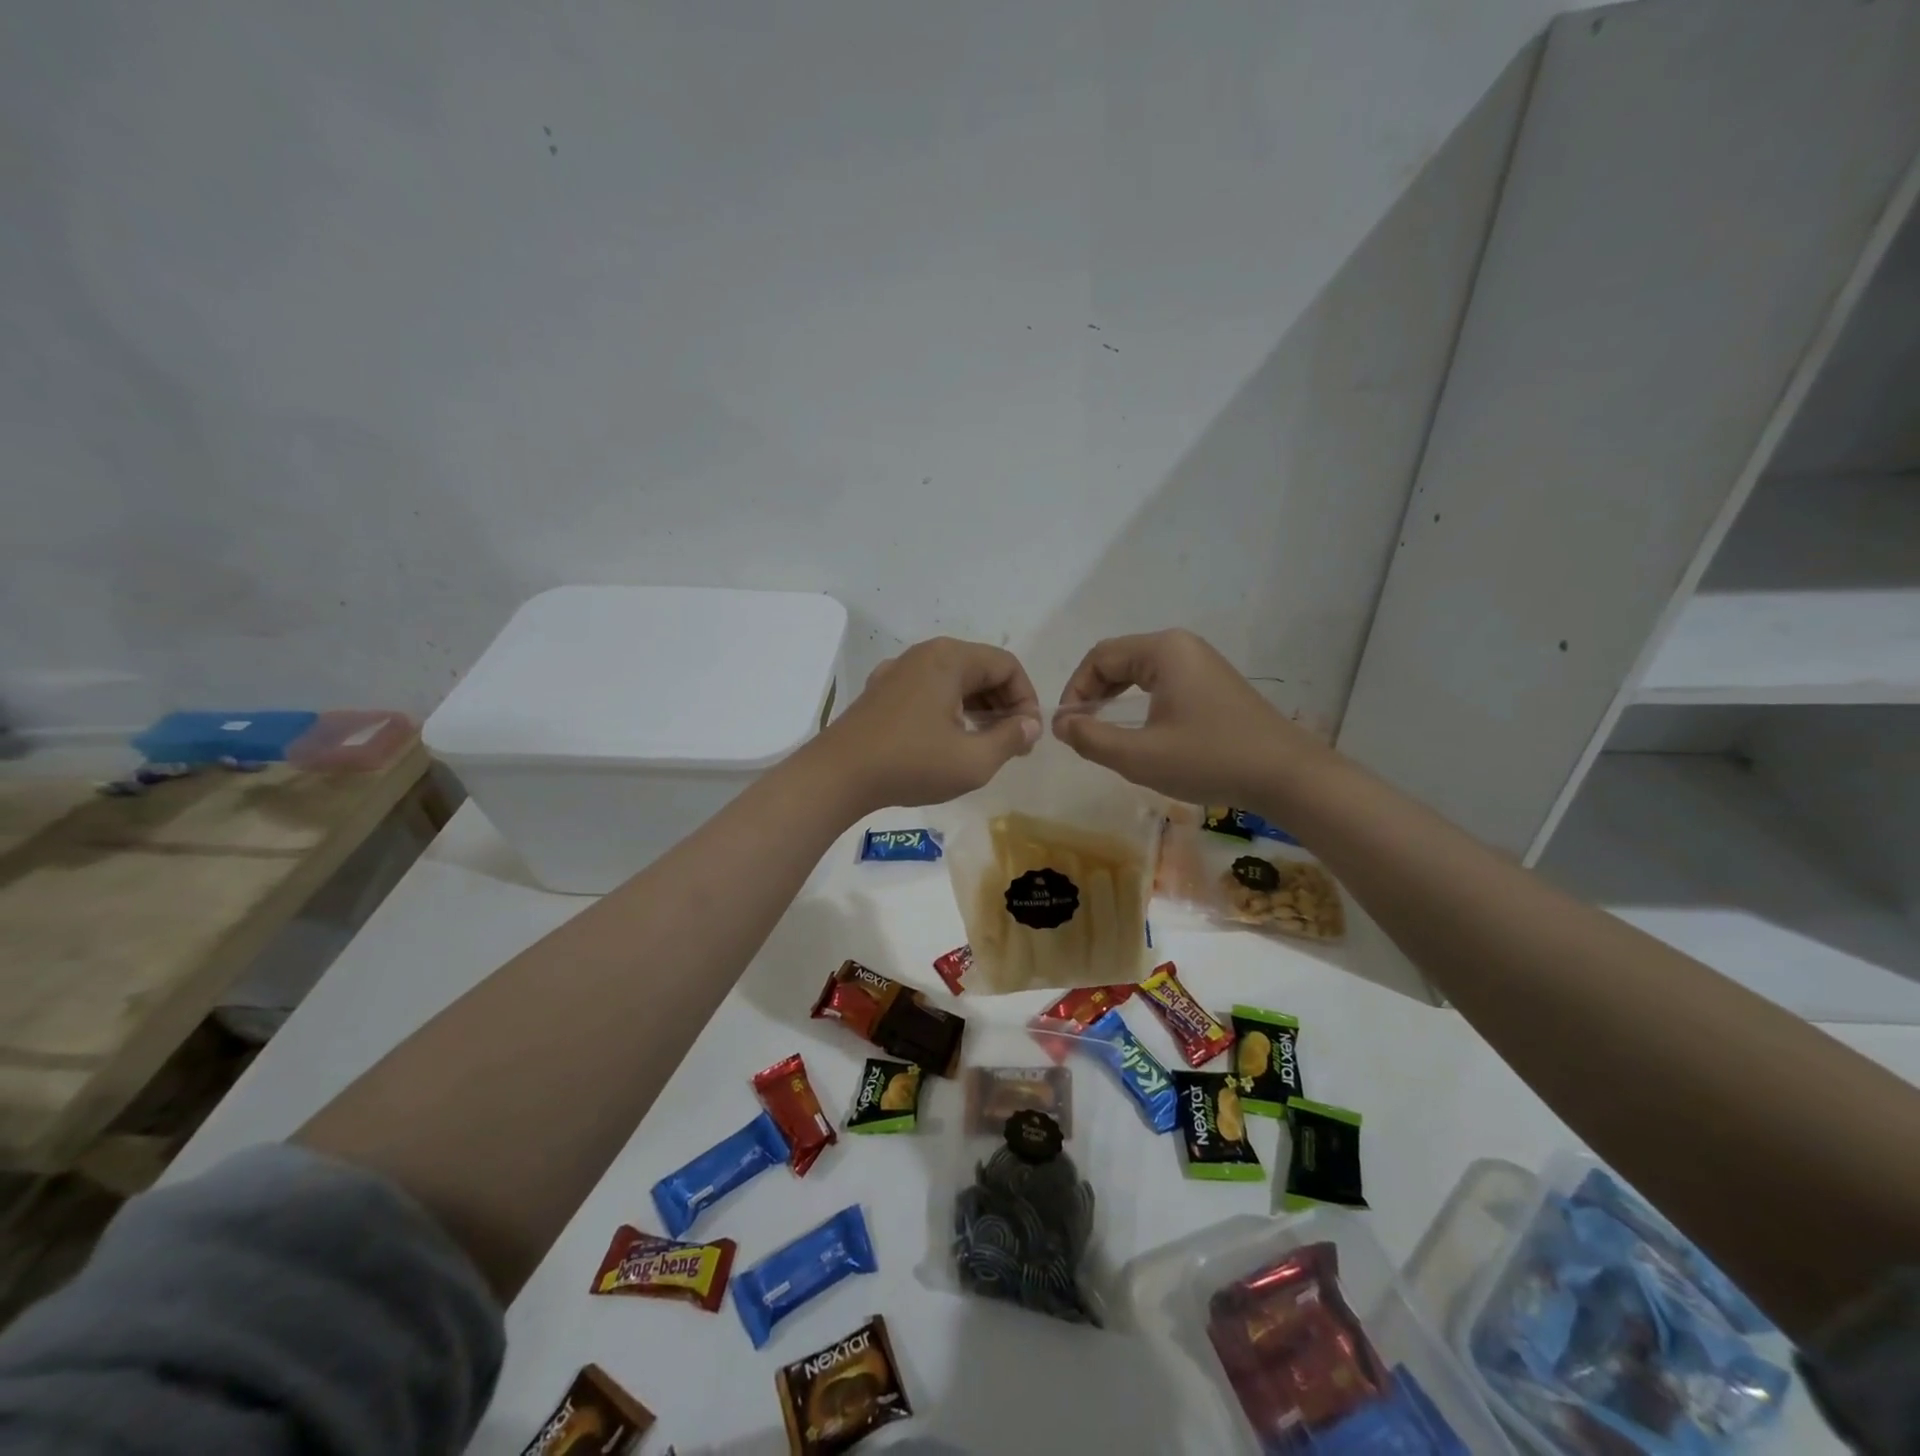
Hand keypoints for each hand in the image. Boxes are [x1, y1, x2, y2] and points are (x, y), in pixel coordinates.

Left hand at [813, 637, 1040, 812]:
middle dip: (1004, 704)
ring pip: (954, 681)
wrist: (838, 776)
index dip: (1026, 699)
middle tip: (1013, 744)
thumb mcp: (974, 760)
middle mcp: (924, 655)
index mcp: (949, 659)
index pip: (1007, 665)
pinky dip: (949, 710)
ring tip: (985, 746)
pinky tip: (948, 742)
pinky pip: (929, 691)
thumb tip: (1030, 724)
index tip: (1027, 737)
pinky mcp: (881, 692)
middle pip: (981, 669)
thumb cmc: (911, 763)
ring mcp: (898, 672)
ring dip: (978, 709)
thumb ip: (1010, 739)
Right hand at [1053, 629, 1327, 804]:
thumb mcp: (1139, 756)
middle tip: (1081, 730)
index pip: (1099, 657)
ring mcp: (1201, 662)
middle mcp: (1181, 646)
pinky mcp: (1214, 682)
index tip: (1066, 726)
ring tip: (1103, 731)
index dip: (1075, 690)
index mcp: (1163, 651)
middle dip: (1093, 692)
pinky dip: (1140, 701)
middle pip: (1119, 659)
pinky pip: (1163, 682)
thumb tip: (1060, 724)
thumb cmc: (1208, 760)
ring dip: (1115, 697)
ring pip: (1140, 671)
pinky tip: (1140, 730)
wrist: (1286, 775)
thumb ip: (1091, 739)